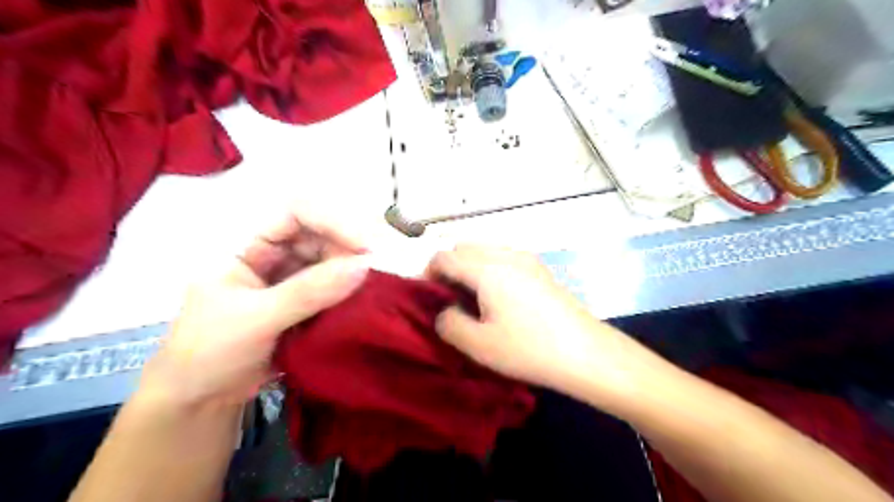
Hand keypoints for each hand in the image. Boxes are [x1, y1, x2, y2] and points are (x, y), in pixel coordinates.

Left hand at [141, 207, 370, 406]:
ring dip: (352, 274)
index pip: (297, 215)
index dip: (331, 222)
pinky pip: (335, 290)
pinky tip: (362, 304)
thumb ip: (308, 292)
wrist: (201, 401)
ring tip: (372, 292)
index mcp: (251, 247)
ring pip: (332, 264)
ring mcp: (292, 281)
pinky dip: (350, 295)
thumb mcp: (256, 318)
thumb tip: (363, 267)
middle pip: (322, 237)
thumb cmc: (209, 352)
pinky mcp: (306, 305)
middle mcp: (276, 257)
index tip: (362, 249)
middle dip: (348, 251)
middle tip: (373, 276)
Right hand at [430, 245, 658, 406]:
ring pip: (484, 250)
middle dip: (448, 267)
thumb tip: (445, 310)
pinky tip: (497, 297)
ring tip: (471, 298)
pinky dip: (489, 268)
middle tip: (448, 299)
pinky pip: (503, 257)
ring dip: (469, 267)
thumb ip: (449, 323)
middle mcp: (505, 255)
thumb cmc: (529, 349)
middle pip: (463, 247)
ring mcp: (526, 259)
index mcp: (486, 268)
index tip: (427, 298)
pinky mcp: (540, 269)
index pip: (444, 257)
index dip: (427, 274)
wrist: (585, 353)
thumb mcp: (478, 344)